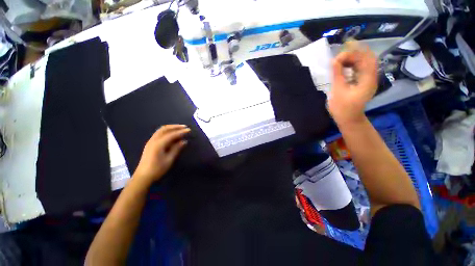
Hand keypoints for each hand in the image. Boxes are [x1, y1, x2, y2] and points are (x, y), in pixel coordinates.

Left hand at [134, 125, 189, 184]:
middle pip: (165, 129)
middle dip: (175, 127)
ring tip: (179, 129)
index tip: (189, 130)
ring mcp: (151, 141)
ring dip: (170, 128)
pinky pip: (159, 133)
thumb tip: (184, 141)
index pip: (172, 134)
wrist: (143, 176)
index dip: (181, 132)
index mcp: (159, 144)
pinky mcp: (150, 144)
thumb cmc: (157, 169)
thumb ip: (176, 149)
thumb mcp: (169, 159)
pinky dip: (166, 131)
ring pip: (161, 130)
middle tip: (184, 127)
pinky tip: (172, 134)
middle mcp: (154, 140)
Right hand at [328, 42, 377, 124]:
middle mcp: (371, 77)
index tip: (341, 52)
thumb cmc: (343, 108)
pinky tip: (342, 66)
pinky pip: (358, 69)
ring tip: (338, 61)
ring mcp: (367, 79)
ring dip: (351, 59)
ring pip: (362, 63)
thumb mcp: (338, 90)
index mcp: (368, 79)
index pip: (367, 58)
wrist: (348, 119)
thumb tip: (334, 60)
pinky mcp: (362, 82)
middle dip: (353, 54)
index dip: (356, 51)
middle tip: (338, 57)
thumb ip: (338, 74)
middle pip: (366, 59)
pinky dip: (351, 65)